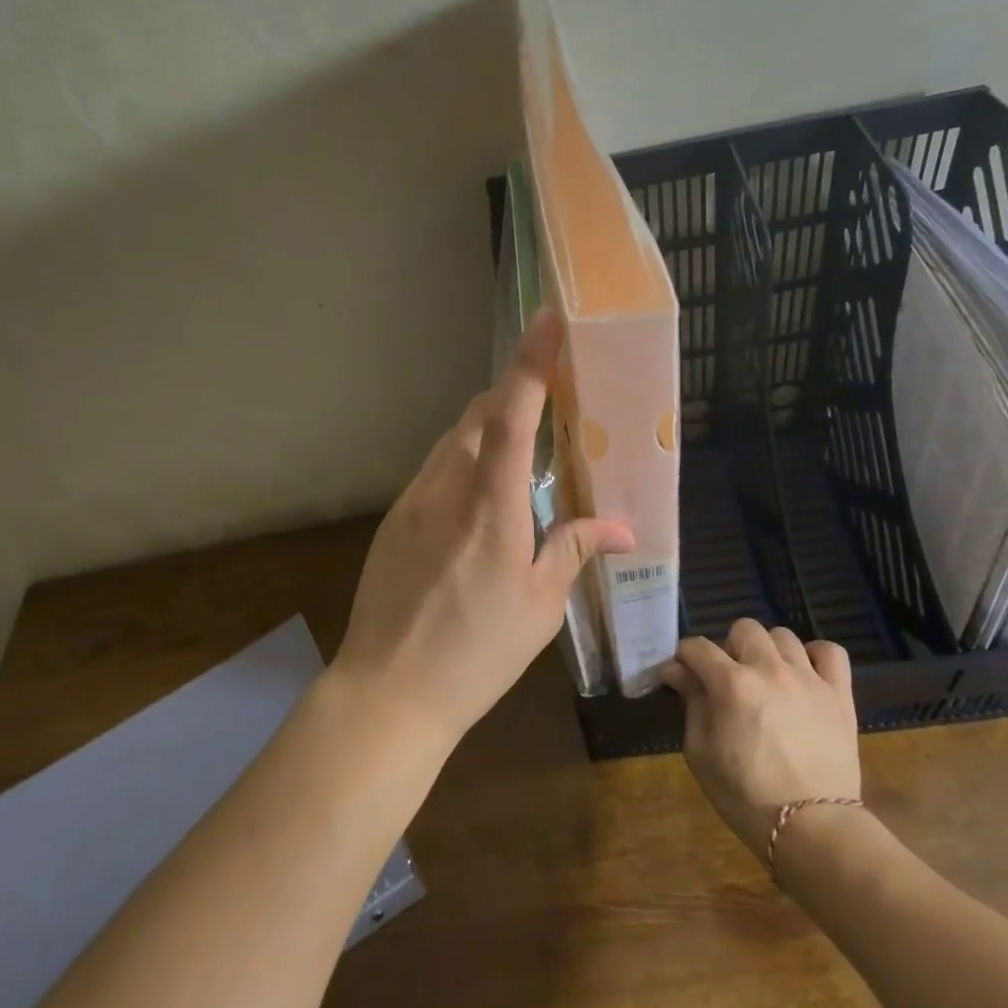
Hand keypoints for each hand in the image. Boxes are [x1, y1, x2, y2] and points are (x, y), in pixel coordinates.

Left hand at [333, 310, 634, 749]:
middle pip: (479, 416)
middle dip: (513, 395)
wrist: (388, 690)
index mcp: (490, 508)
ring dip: (488, 428)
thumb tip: (620, 528)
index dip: (531, 362)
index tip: (547, 318)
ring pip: (454, 440)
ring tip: (520, 449)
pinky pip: (436, 469)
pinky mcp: (394, 519)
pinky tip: (480, 497)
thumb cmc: (476, 653)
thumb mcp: (538, 606)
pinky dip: (464, 461)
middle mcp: (446, 489)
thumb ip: (574, 551)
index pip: (512, 416)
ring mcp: (412, 501)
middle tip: (548, 400)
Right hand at [661, 619, 860, 857]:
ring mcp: (809, 678)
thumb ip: (691, 704)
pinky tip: (804, 674)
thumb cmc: (745, 796)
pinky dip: (815, 656)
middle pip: (743, 629)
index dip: (683, 658)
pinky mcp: (839, 694)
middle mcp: (769, 669)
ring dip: (768, 651)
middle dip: (728, 647)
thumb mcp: (701, 753)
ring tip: (766, 678)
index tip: (679, 675)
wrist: (812, 830)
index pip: (697, 647)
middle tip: (727, 678)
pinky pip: (831, 652)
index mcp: (731, 683)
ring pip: (783, 636)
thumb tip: (676, 672)